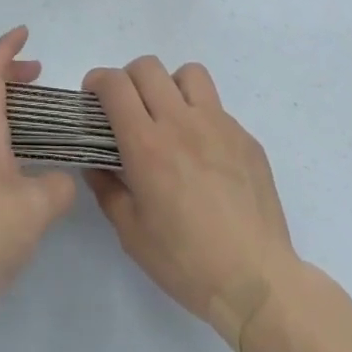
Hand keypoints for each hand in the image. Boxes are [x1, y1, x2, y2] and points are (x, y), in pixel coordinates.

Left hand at [0, 27, 76, 320]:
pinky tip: (22, 152)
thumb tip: (62, 177)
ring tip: (35, 109)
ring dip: (2, 98)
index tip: (25, 33)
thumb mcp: (35, 211)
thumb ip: (57, 186)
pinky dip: (0, 124)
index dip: (5, 49)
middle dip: (5, 70)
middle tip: (37, 72)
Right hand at [83, 57, 302, 351]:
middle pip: (148, 67)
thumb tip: (95, 162)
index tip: (94, 99)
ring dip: (170, 86)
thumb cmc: (186, 262)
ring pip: (188, 74)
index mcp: (147, 144)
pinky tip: (204, 156)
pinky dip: (201, 118)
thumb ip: (106, 188)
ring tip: (169, 117)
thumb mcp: (131, 232)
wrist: (257, 283)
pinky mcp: (245, 137)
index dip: (97, 81)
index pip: (115, 84)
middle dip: (128, 79)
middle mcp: (181, 122)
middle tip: (127, 108)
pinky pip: (217, 108)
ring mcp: (218, 125)